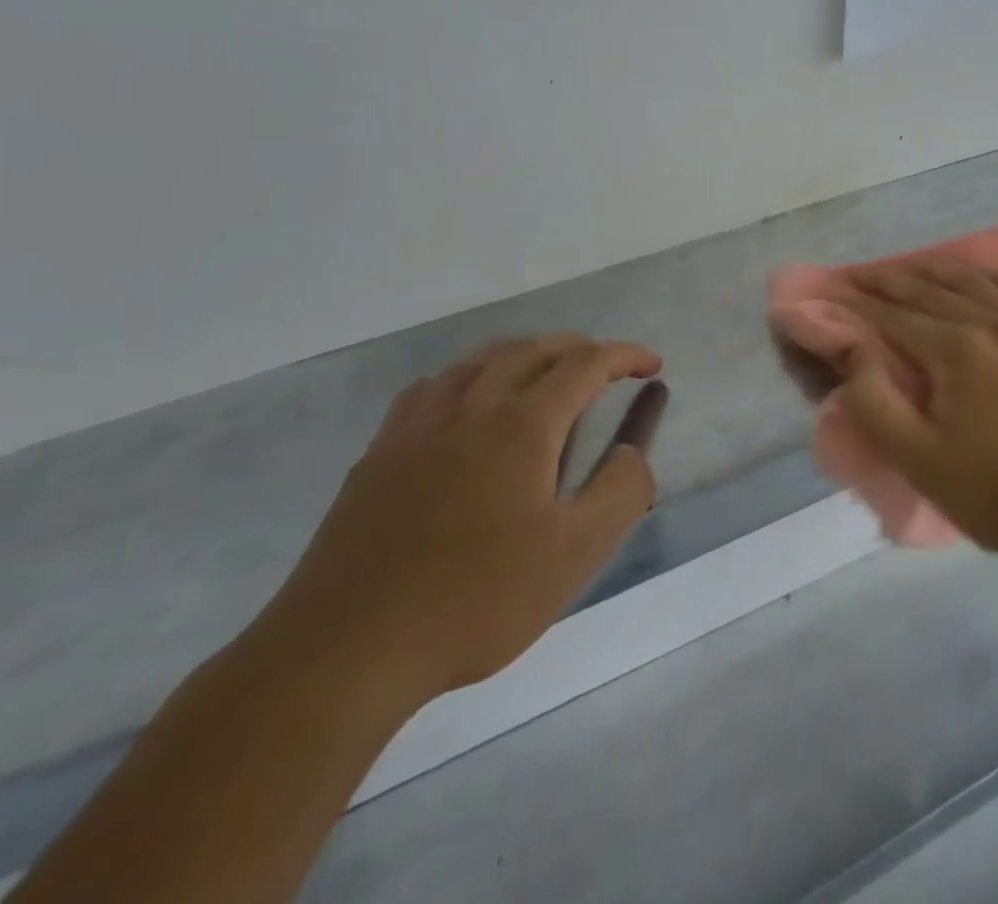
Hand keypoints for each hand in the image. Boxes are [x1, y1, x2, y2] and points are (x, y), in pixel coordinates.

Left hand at [256, 335, 660, 711]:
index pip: (584, 364)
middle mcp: (472, 406)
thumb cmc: (475, 600)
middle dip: (578, 348)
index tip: (651, 364)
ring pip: (480, 359)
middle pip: (533, 350)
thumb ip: (620, 492)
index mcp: (522, 424)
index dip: (623, 356)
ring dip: (524, 352)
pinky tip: (466, 400)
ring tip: (544, 371)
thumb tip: (634, 452)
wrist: (346, 648)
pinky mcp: (381, 451)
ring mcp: (419, 425)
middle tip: (606, 367)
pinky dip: (468, 374)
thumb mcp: (573, 555)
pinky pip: (434, 386)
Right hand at [831, 259, 997, 568]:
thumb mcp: (916, 459)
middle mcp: (994, 323)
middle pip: (929, 290)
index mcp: (957, 351)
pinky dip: (995, 275)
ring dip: (934, 269)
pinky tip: (980, 275)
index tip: (829, 290)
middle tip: (855, 274)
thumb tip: (850, 349)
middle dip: (886, 280)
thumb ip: (873, 401)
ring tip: (906, 267)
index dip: (856, 302)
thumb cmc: (992, 494)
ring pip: (974, 281)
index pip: (893, 316)